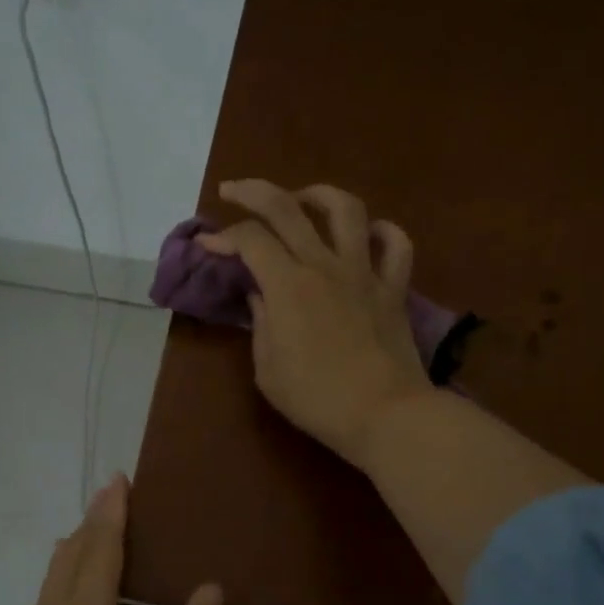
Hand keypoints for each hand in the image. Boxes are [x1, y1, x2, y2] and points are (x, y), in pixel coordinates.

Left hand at [0, 475, 223, 604]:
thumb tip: (210, 590)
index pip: (100, 547)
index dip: (111, 511)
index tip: (118, 480)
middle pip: (70, 553)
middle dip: (92, 522)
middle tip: (113, 499)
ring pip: (51, 579)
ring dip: (75, 552)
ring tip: (97, 540)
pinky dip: (61, 584)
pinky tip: (75, 599)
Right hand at [201, 180, 434, 468]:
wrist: (385, 414)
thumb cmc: (317, 399)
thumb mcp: (268, 369)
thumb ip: (261, 323)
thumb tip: (260, 294)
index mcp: (287, 285)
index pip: (249, 240)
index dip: (222, 237)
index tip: (207, 247)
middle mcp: (324, 266)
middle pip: (287, 208)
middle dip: (253, 191)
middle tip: (233, 190)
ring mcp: (364, 273)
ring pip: (346, 210)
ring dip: (319, 195)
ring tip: (303, 199)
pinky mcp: (394, 288)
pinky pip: (396, 246)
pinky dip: (383, 232)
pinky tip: (368, 233)